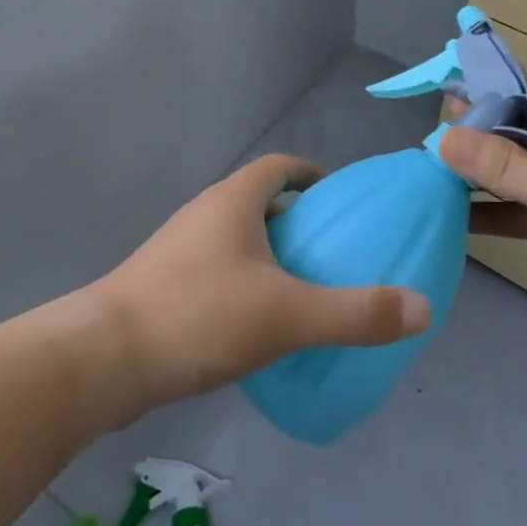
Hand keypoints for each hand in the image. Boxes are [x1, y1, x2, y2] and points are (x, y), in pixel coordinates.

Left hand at [87, 154, 431, 416]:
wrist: (104, 359)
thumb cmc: (201, 316)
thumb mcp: (289, 315)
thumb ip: (357, 313)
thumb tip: (423, 308)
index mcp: (233, 201)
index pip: (279, 166)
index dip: (312, 175)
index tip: (340, 202)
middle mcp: (203, 214)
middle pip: (258, 202)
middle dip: (296, 222)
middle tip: (331, 255)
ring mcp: (177, 250)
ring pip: (235, 239)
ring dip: (268, 256)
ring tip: (301, 292)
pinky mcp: (161, 286)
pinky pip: (215, 271)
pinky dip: (243, 284)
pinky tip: (256, 327)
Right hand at [438, 80, 526, 363]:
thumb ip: (501, 164)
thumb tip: (439, 138)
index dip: (486, 94)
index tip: (439, 105)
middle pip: (522, 132)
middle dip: (478, 139)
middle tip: (424, 145)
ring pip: (523, 173)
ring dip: (484, 178)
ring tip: (429, 179)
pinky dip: (499, 212)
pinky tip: (456, 218)